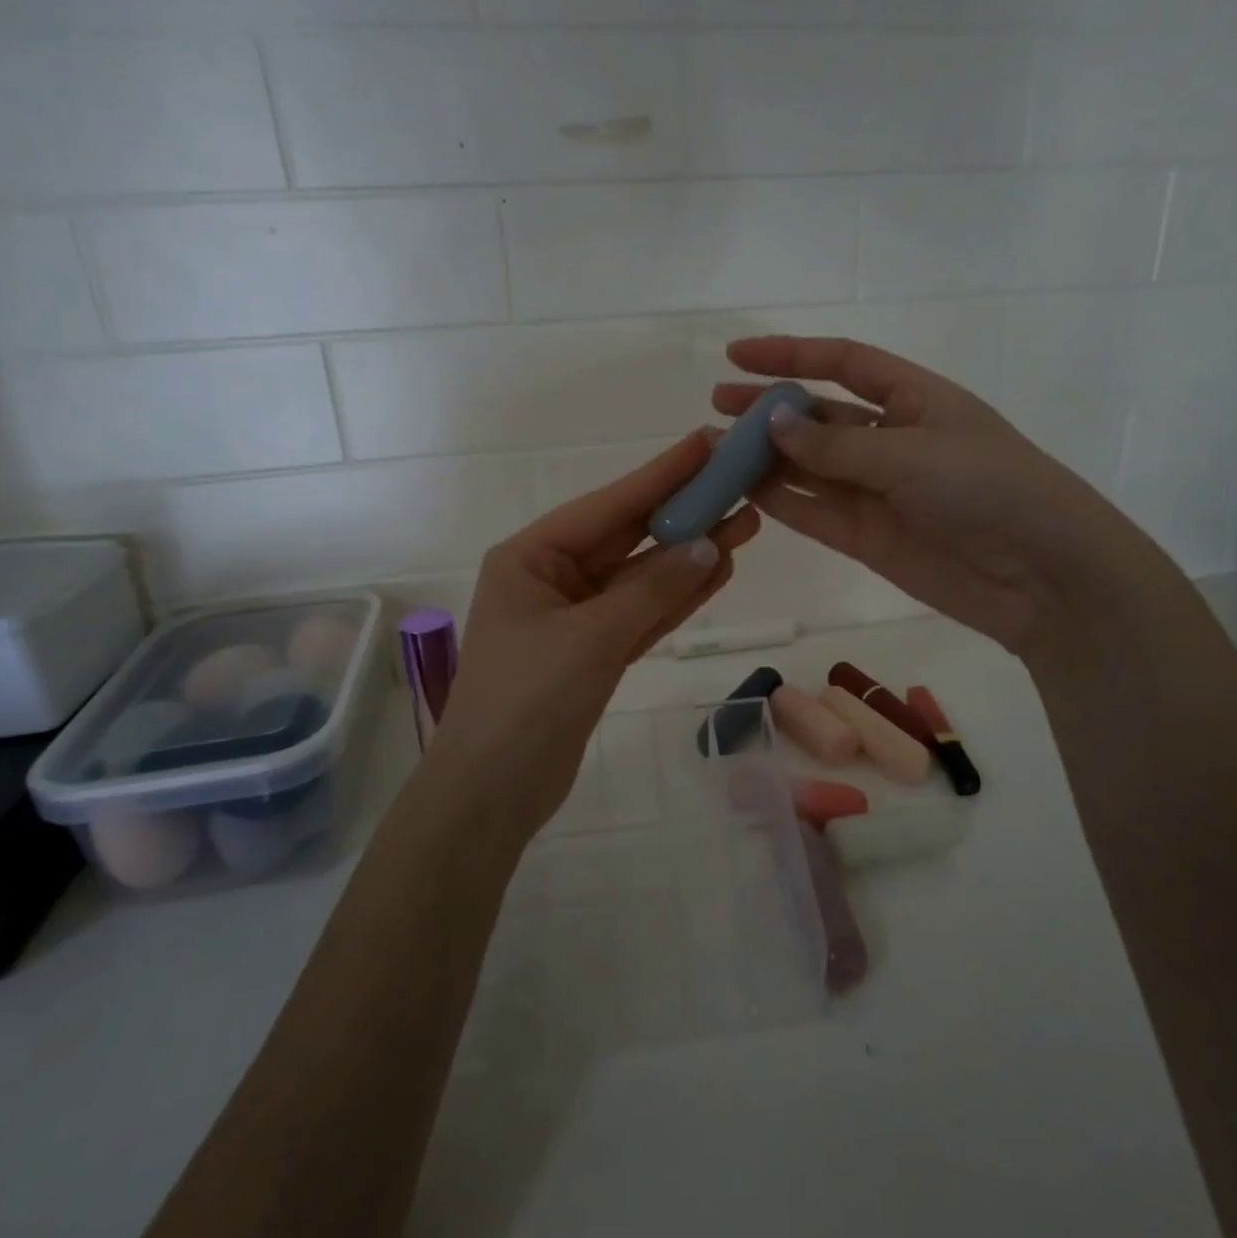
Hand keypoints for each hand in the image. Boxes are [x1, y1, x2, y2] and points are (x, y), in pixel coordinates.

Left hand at [427, 431, 759, 841]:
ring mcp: (575, 617)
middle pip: (629, 537)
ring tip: (745, 523)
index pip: (609, 505)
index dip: (662, 474)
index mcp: (531, 557)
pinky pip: (643, 613)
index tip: (708, 442)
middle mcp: (553, 578)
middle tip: (741, 483)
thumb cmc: (526, 703)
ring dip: (689, 554)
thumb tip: (708, 545)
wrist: (491, 794)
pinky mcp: (595, 653)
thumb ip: (651, 591)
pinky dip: (677, 596)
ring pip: (642, 577)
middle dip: (684, 513)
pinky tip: (718, 570)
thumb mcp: (589, 639)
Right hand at [714, 336, 1159, 654]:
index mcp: (914, 400)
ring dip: (764, 460)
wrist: (1041, 578)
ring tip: (713, 452)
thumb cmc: (988, 489)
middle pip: (818, 417)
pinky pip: (814, 511)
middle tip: (716, 408)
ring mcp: (877, 491)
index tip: (737, 354)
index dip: (791, 354)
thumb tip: (771, 421)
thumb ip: (835, 444)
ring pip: (808, 468)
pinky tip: (742, 490)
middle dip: (767, 410)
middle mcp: (891, 440)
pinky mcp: (867, 537)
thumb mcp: (911, 454)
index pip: (844, 364)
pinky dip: (780, 501)